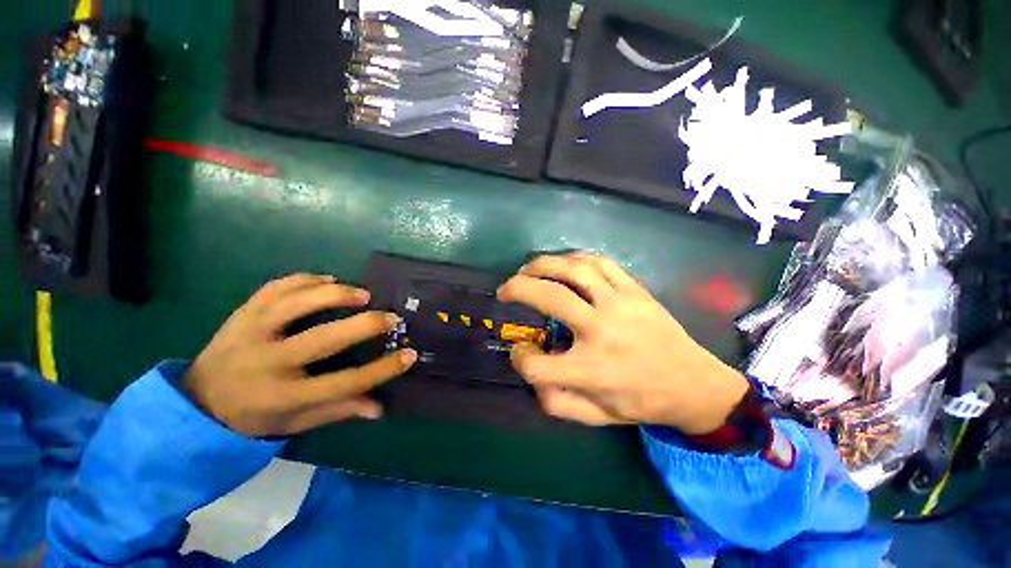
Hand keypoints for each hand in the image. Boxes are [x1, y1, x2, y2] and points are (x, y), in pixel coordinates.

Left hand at [182, 274, 416, 436]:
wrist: (196, 400)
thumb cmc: (253, 415)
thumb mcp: (296, 421)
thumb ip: (338, 411)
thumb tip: (379, 407)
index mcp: (283, 397)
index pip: (344, 383)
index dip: (382, 370)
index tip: (409, 355)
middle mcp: (266, 363)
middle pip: (322, 339)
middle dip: (364, 325)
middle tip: (390, 318)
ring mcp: (250, 333)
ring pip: (295, 304)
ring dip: (334, 295)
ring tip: (362, 294)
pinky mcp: (242, 313)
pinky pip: (275, 288)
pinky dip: (304, 280)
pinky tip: (327, 279)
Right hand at [497, 253, 747, 434]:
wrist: (692, 384)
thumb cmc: (641, 401)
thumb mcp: (596, 417)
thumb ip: (556, 403)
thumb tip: (532, 377)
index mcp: (591, 371)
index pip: (536, 365)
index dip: (520, 359)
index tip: (521, 353)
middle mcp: (602, 331)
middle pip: (549, 298)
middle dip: (518, 289)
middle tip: (505, 289)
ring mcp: (620, 304)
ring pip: (574, 271)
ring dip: (542, 265)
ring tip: (526, 269)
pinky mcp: (635, 290)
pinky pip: (601, 263)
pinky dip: (575, 258)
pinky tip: (563, 264)